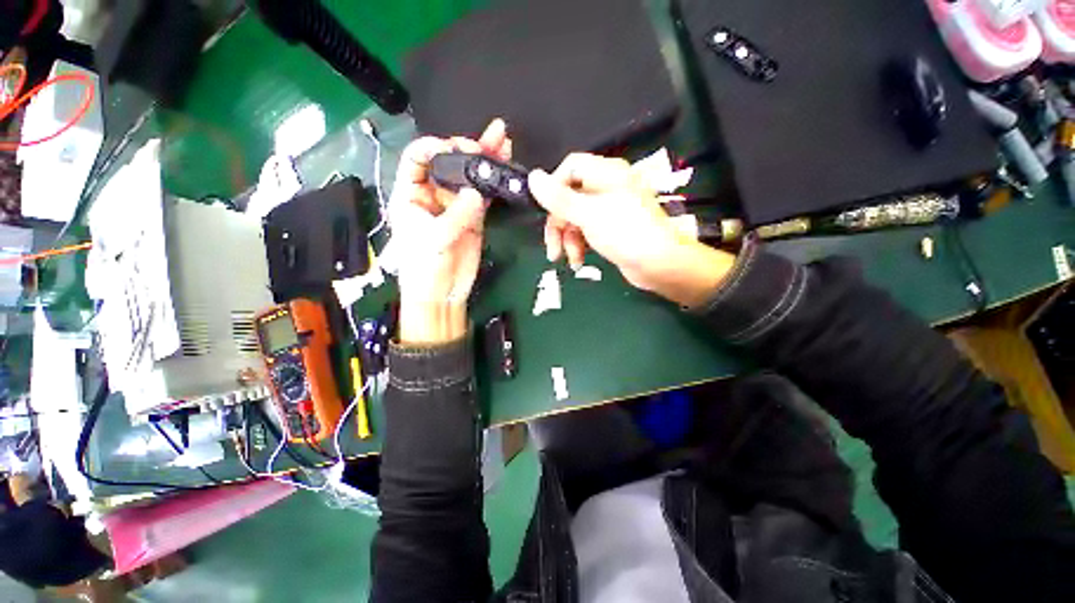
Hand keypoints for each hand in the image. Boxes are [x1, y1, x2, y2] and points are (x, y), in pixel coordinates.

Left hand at [390, 119, 510, 343]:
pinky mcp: (474, 217)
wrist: (442, 293)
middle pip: (448, 164)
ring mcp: (456, 205)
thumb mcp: (433, 239)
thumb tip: (476, 194)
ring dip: (485, 158)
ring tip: (501, 138)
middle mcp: (433, 195)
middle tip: (482, 145)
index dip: (432, 147)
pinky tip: (504, 163)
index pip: (417, 159)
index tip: (452, 147)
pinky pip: (485, 195)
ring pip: (470, 176)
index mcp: (411, 194)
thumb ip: (455, 216)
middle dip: (465, 150)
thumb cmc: (423, 268)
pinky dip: (494, 181)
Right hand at [528, 153, 735, 306]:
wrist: (659, 265)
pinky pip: (586, 232)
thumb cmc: (626, 233)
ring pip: (575, 218)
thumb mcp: (588, 214)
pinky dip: (579, 246)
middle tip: (553, 248)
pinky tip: (578, 262)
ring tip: (570, 259)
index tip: (546, 210)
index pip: (570, 168)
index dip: (554, 187)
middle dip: (558, 225)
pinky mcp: (610, 229)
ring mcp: (608, 210)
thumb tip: (533, 177)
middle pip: (569, 198)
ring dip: (567, 240)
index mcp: (606, 174)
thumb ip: (559, 198)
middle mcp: (606, 188)